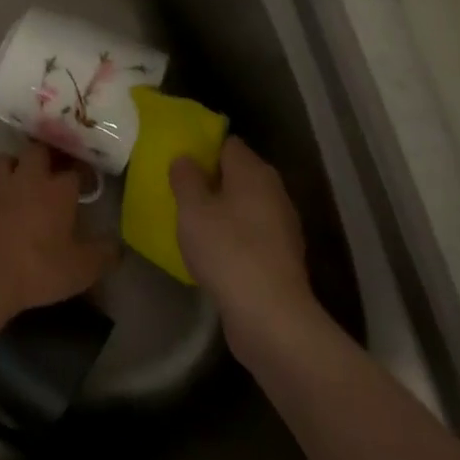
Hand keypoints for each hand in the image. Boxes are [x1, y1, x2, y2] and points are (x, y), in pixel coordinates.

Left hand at [0, 144, 114, 322]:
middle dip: (47, 157)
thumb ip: (104, 255)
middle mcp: (27, 178)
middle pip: (38, 151)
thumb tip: (118, 246)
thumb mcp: (81, 270)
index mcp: (57, 190)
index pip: (75, 170)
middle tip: (52, 172)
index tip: (86, 183)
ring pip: (5, 159)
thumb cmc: (36, 270)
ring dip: (14, 166)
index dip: (82, 174)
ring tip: (20, 181)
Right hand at [170, 137, 312, 338]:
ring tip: (189, 221)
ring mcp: (281, 226)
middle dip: (210, 179)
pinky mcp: (280, 257)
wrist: (269, 315)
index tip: (178, 159)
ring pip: (244, 206)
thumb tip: (186, 158)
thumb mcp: (193, 210)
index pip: (227, 144)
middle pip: (238, 174)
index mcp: (254, 172)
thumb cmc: (227, 250)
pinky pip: (250, 234)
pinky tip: (210, 251)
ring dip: (220, 210)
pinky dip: (231, 236)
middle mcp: (273, 192)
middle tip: (178, 190)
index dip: (202, 147)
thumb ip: (186, 178)